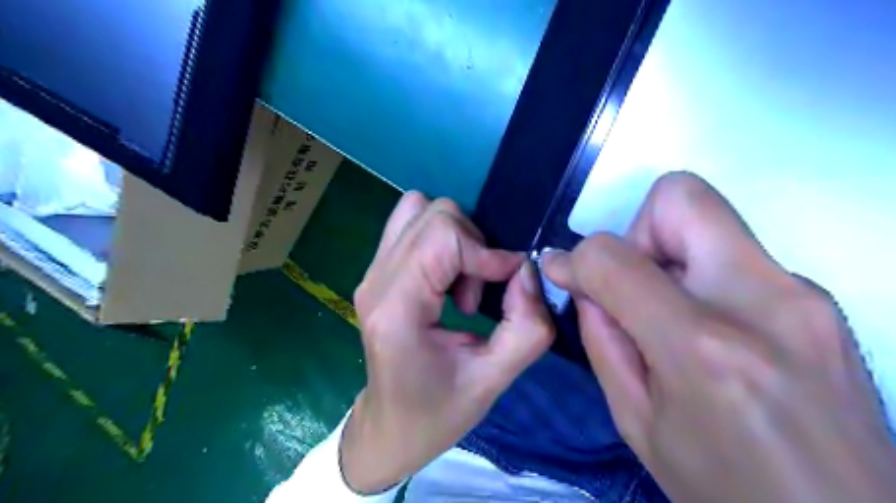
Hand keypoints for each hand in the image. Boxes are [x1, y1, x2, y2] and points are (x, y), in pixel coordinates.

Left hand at [342, 190, 552, 490]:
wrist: (389, 427)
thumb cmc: (436, 413)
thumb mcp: (492, 381)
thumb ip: (526, 327)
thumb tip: (528, 270)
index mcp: (396, 307)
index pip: (442, 236)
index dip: (487, 252)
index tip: (510, 282)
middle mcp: (376, 280)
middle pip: (432, 214)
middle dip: (472, 244)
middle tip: (479, 292)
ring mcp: (371, 273)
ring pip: (419, 211)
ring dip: (456, 238)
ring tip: (462, 285)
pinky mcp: (377, 272)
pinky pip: (412, 226)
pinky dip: (441, 241)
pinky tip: (448, 281)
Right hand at [543, 173, 895, 502]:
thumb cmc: (723, 488)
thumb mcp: (636, 421)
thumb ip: (601, 337)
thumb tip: (579, 279)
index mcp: (704, 348)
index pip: (614, 257)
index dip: (577, 258)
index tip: (566, 274)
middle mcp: (763, 302)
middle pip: (680, 197)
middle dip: (636, 232)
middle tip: (632, 287)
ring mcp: (803, 294)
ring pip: (708, 219)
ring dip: (666, 254)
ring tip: (667, 315)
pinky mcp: (819, 298)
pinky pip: (734, 252)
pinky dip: (699, 274)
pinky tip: (705, 328)